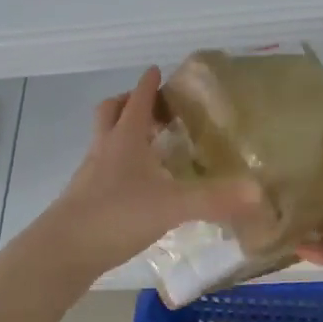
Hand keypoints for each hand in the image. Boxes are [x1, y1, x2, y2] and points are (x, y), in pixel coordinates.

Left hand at [38, 67, 268, 276]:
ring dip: (124, 135)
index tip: (157, 71)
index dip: (149, 84)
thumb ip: (214, 199)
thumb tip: (259, 192)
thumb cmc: (116, 215)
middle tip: (155, 110)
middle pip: (111, 112)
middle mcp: (104, 148)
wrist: (63, 250)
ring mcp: (90, 174)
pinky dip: (120, 167)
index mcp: (124, 138)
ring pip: (105, 141)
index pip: (138, 99)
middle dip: (130, 104)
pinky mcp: (84, 199)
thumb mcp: (172, 206)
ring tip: (150, 148)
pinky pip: (103, 170)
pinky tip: (138, 188)